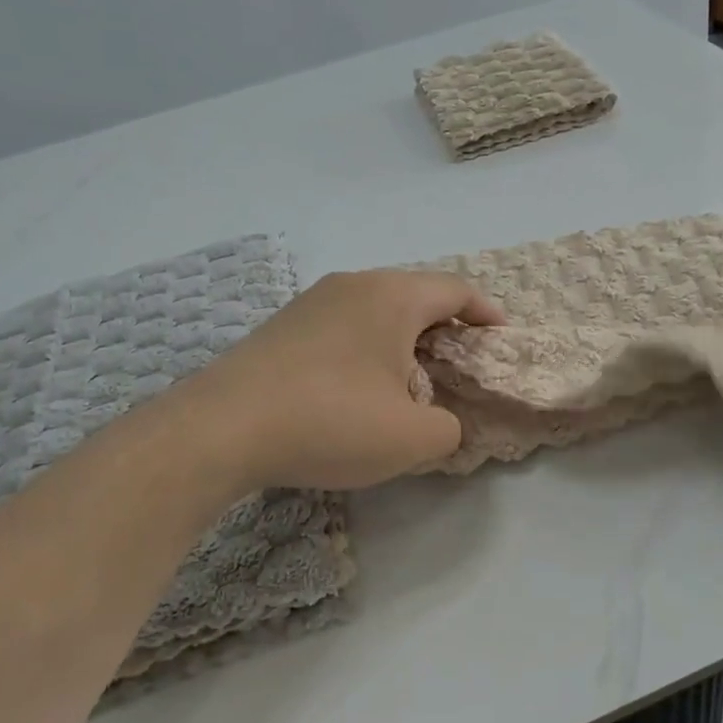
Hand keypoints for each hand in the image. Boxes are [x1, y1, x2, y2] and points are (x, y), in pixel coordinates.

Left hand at [177, 269, 501, 491]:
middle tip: (459, 363)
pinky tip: (357, 387)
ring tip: (410, 379)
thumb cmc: (330, 421)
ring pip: (376, 311)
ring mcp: (311, 302)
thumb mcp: (411, 438)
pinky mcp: (282, 327)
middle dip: (444, 327)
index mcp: (393, 296)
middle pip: (415, 296)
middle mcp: (353, 284)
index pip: (456, 290)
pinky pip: (342, 326)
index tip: (501, 336)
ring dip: (402, 340)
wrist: (221, 429)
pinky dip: (366, 348)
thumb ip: (449, 428)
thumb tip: (441, 421)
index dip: (486, 313)